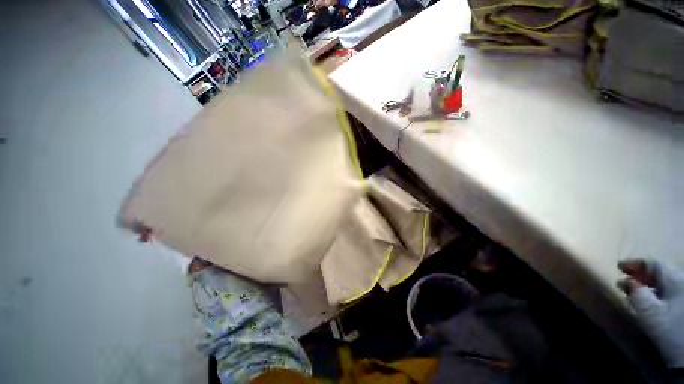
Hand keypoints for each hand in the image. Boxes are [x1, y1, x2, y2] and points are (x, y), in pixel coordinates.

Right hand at [618, 259, 683, 367]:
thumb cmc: (669, 327)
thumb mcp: (649, 312)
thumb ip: (636, 293)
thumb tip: (625, 281)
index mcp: (675, 278)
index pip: (653, 263)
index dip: (634, 263)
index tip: (618, 266)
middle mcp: (682, 281)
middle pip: (660, 272)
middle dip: (641, 274)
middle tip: (625, 278)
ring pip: (665, 283)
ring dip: (648, 284)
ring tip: (635, 289)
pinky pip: (670, 292)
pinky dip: (657, 293)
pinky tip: (651, 300)